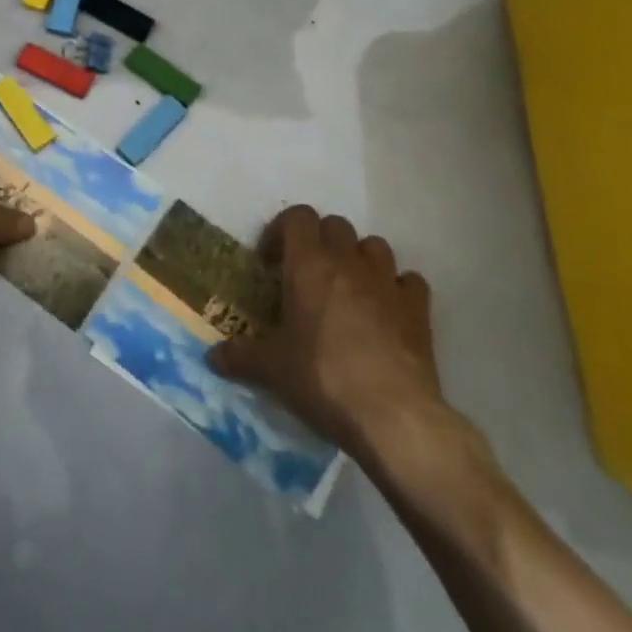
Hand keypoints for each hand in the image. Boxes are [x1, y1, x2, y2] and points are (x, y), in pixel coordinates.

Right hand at [208, 206, 471, 484]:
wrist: (393, 415)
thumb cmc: (323, 378)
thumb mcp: (271, 369)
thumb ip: (240, 357)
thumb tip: (212, 357)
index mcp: (308, 264)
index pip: (297, 216)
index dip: (282, 229)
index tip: (271, 261)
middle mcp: (348, 262)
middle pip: (335, 225)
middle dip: (319, 241)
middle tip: (306, 275)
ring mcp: (387, 283)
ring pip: (374, 245)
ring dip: (359, 258)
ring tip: (347, 289)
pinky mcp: (419, 310)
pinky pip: (409, 281)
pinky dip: (397, 288)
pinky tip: (387, 311)